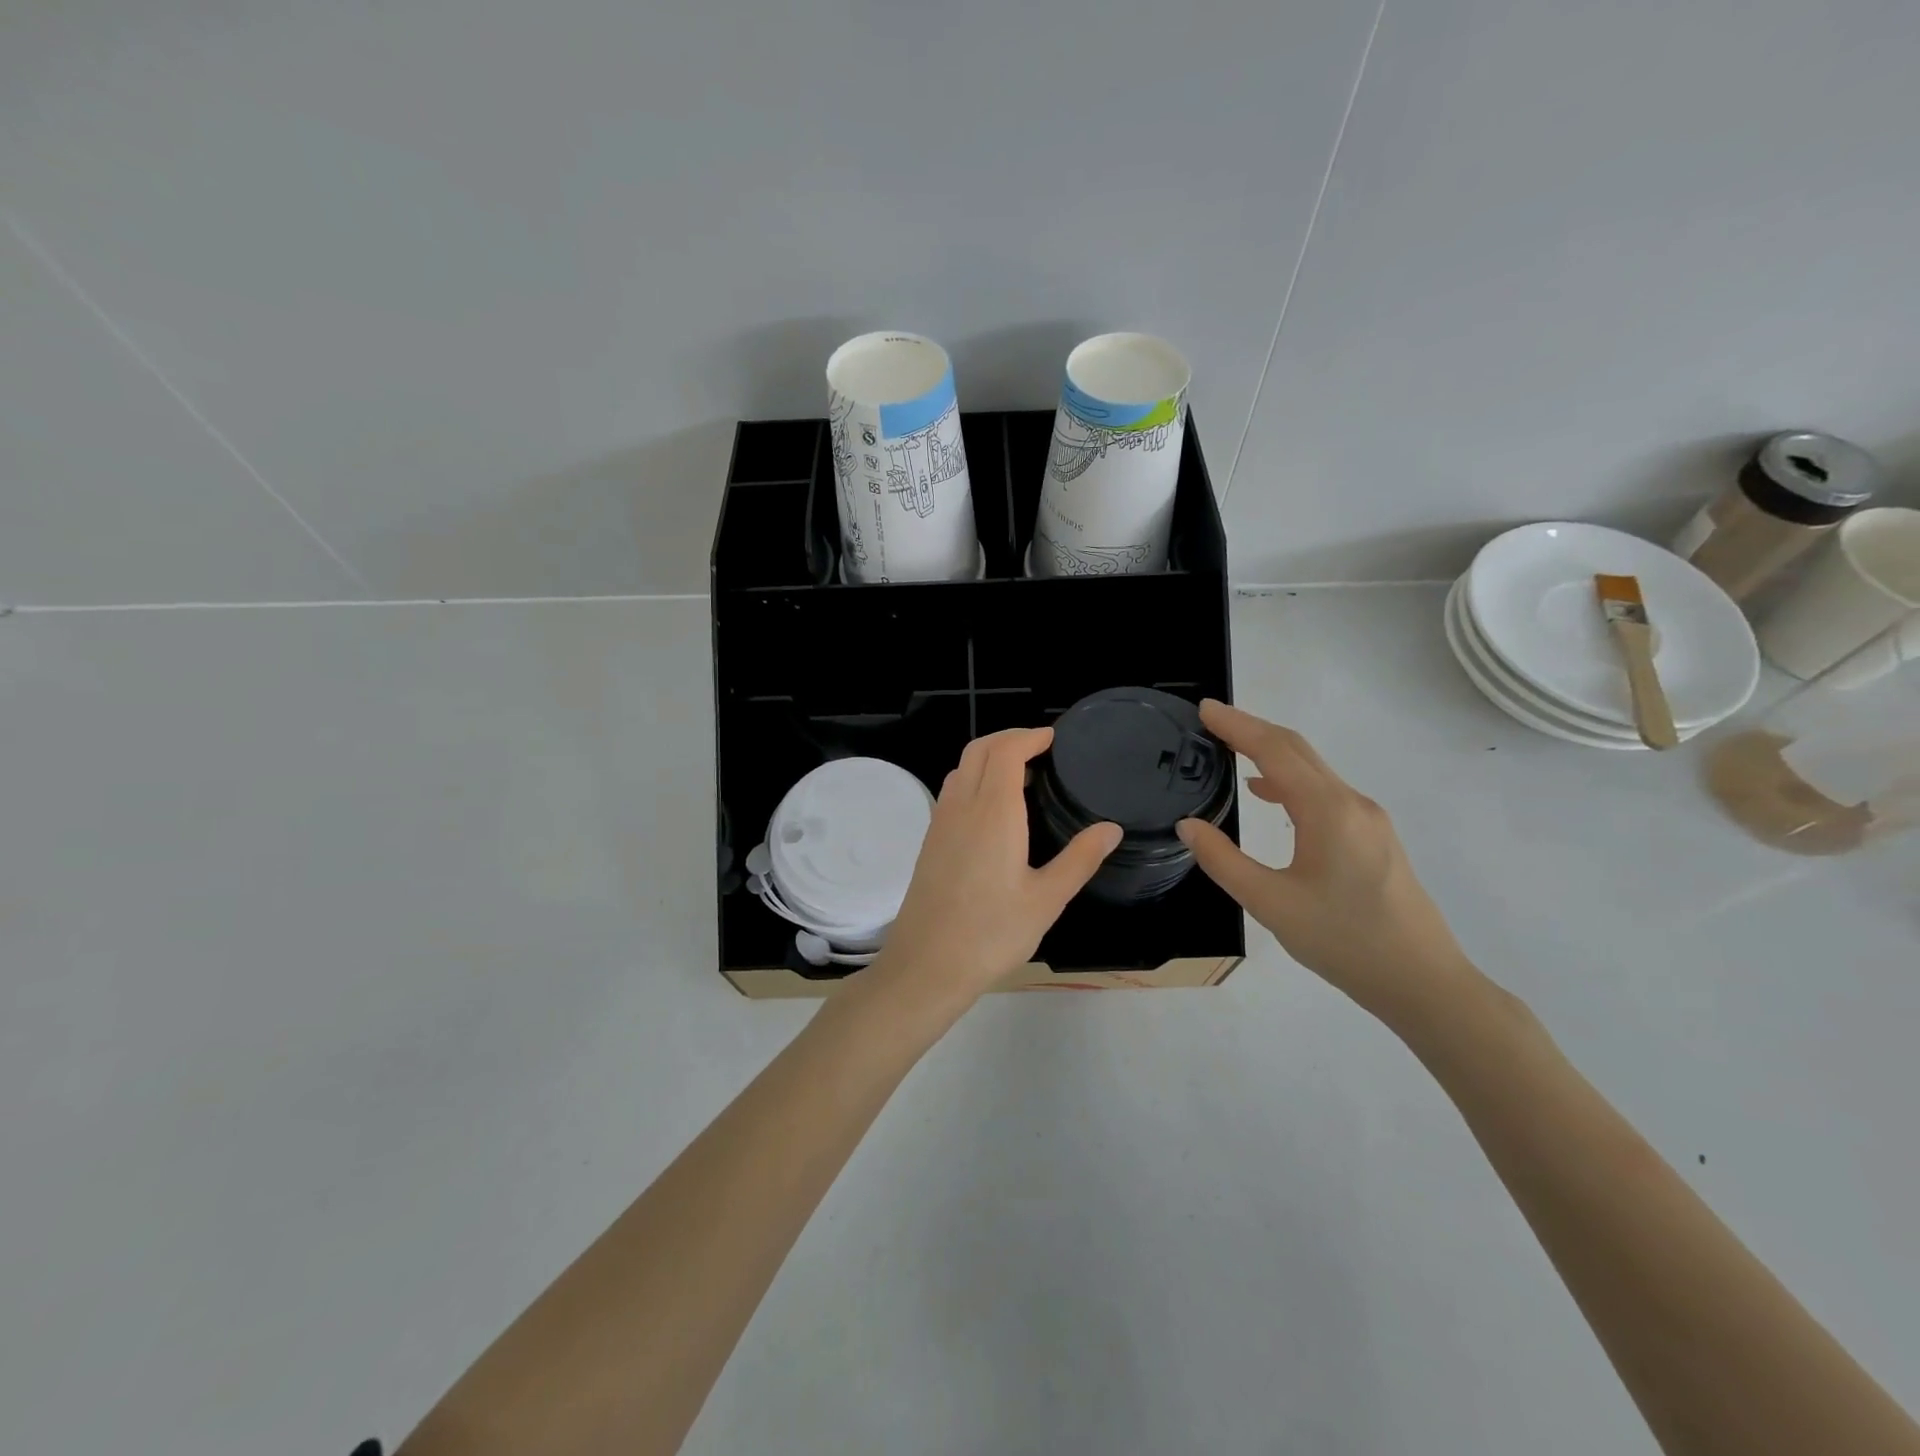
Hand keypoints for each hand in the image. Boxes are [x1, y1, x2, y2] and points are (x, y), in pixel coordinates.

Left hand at [872, 727, 1122, 1006]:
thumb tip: (1111, 828)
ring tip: (1020, 774)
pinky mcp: (930, 841)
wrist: (927, 965)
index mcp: (993, 812)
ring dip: (988, 757)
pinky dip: (974, 779)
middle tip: (1039, 747)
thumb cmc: (992, 933)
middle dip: (1008, 738)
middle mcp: (962, 807)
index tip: (1053, 737)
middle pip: (979, 750)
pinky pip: (952, 792)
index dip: (1029, 736)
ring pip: (961, 769)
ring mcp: (940, 823)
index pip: (1006, 751)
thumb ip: (1080, 859)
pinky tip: (993, 809)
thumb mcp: (1047, 899)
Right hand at [1176, 700, 1476, 1026]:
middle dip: (1253, 729)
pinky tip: (1268, 793)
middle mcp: (1352, 803)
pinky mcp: (1374, 837)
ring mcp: (1368, 819)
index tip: (1205, 709)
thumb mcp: (1270, 904)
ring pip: (1313, 769)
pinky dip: (1290, 779)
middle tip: (1211, 721)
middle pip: (1298, 750)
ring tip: (1231, 750)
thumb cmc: (1344, 942)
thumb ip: (1223, 861)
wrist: (1424, 983)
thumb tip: (1188, 826)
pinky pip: (1324, 791)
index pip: (1275, 751)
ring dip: (1272, 752)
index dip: (1237, 726)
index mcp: (1327, 811)